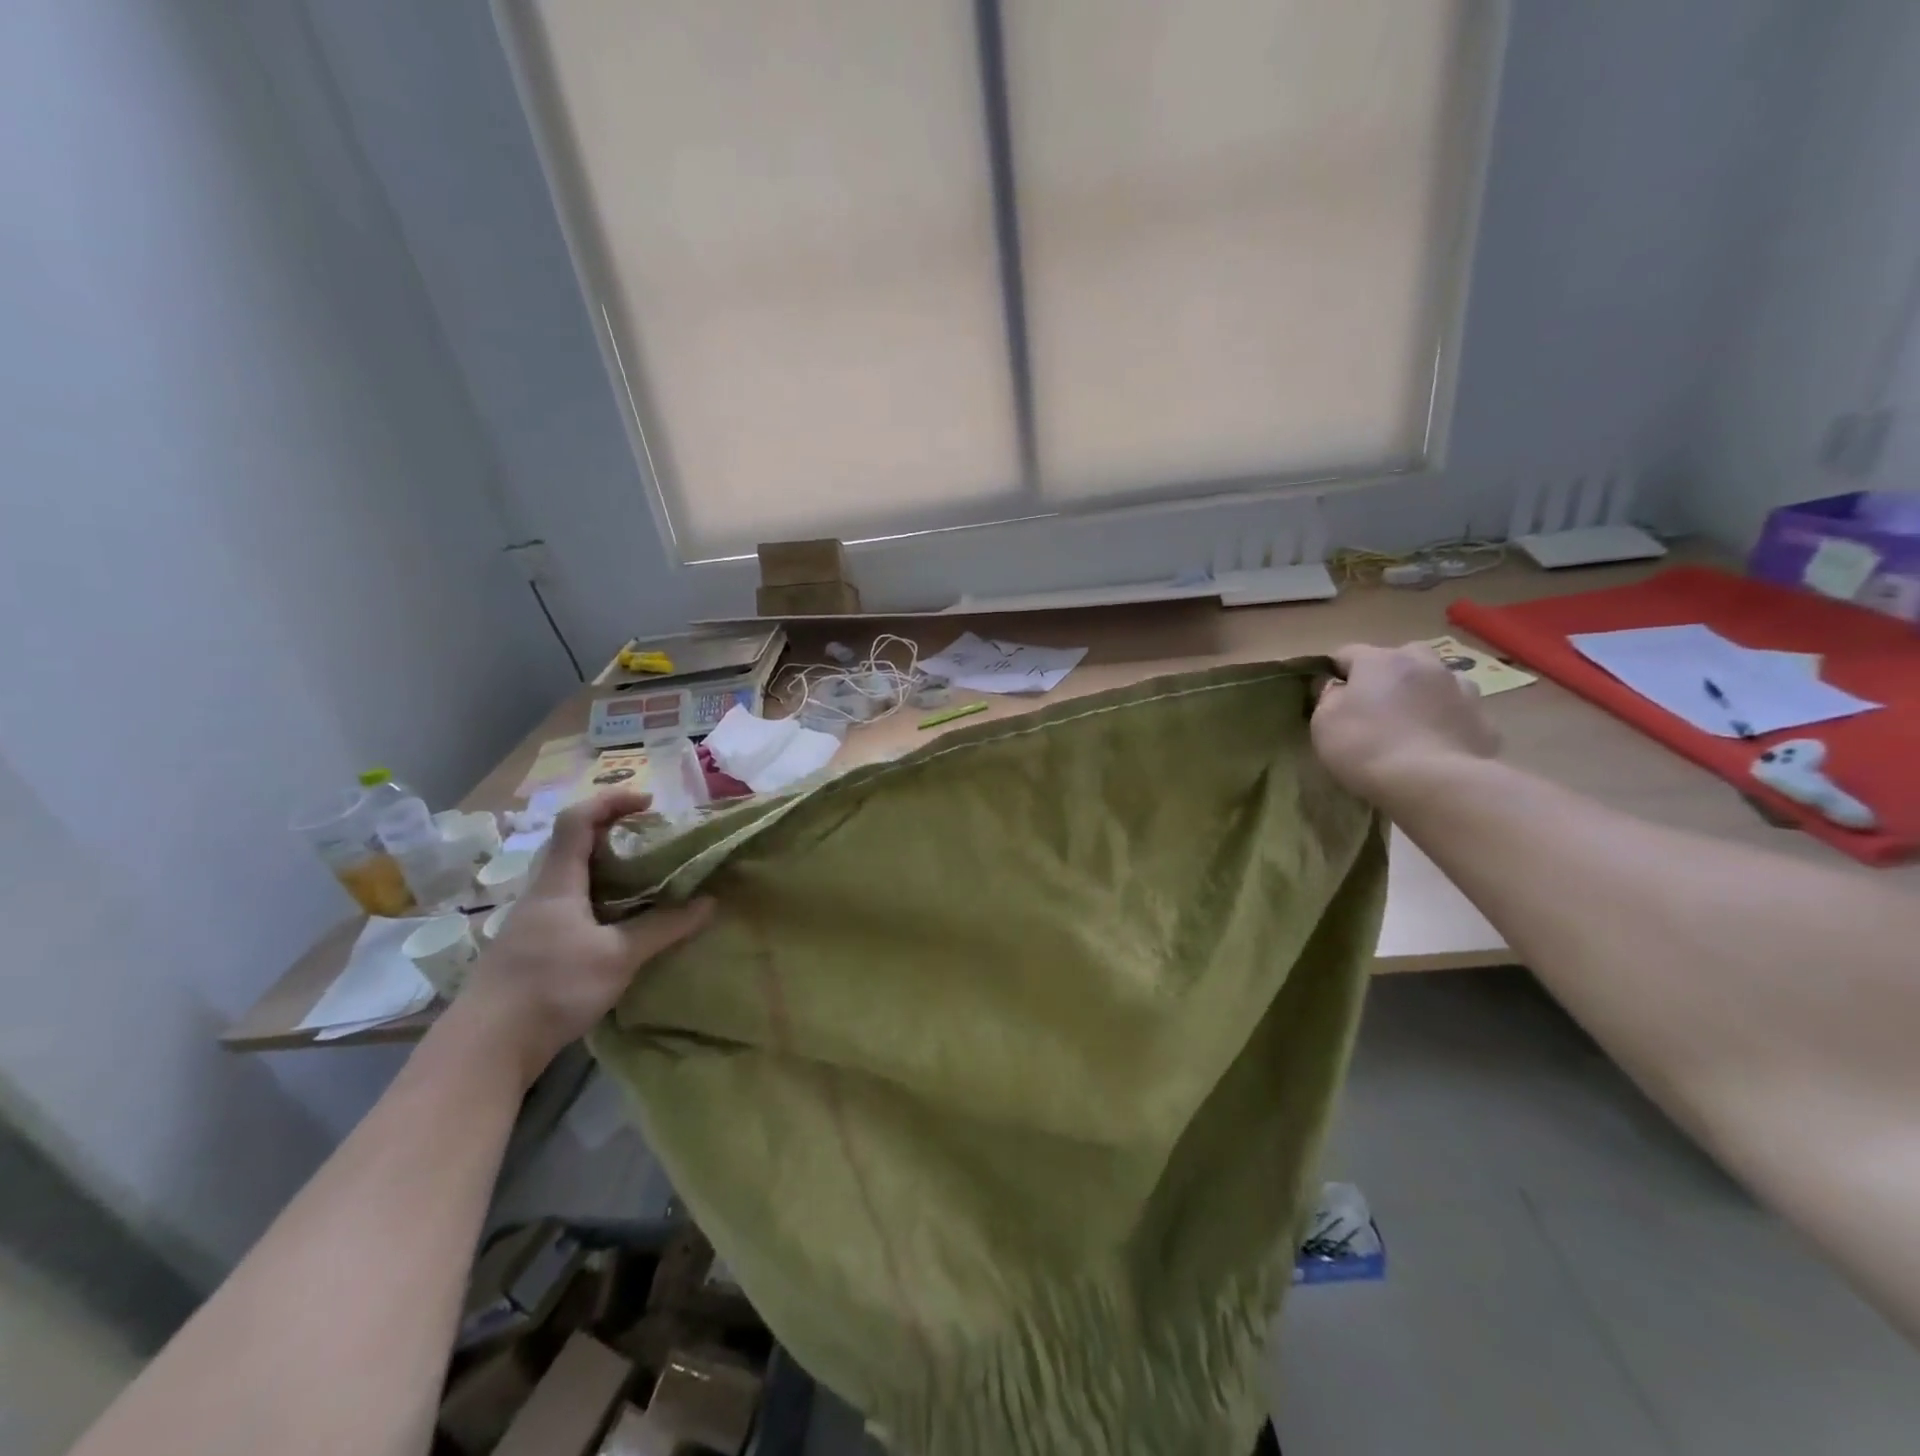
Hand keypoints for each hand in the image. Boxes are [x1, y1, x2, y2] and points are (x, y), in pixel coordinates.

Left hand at [454, 789, 713, 1084]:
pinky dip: (602, 899)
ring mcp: (534, 922)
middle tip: (655, 841)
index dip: (611, 800)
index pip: (577, 820)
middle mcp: (542, 893)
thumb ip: (663, 928)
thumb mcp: (618, 956)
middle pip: (575, 844)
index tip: (650, 802)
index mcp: (558, 882)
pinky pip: (572, 906)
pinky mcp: (534, 949)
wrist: (485, 1049)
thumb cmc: (551, 987)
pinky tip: (622, 923)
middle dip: (616, 833)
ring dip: (609, 869)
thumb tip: (709, 903)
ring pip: (574, 878)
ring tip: (647, 879)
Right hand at [1311, 643, 1500, 802]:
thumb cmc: (1366, 747)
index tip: (1329, 696)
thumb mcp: (1323, 723)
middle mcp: (1424, 664)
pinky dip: (1448, 721)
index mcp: (1380, 661)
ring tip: (1412, 724)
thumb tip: (1338, 689)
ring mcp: (1461, 690)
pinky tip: (1437, 745)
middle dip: (1387, 675)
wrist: (1433, 784)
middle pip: (1401, 657)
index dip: (1335, 673)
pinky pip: (1459, 713)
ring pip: (1438, 680)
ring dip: (1424, 693)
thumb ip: (1329, 698)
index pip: (1348, 653)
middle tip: (1375, 706)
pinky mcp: (1484, 720)